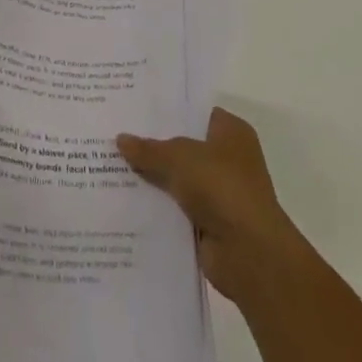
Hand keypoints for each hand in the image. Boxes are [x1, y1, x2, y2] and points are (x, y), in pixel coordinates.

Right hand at [118, 107, 322, 306]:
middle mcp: (229, 158)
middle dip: (153, 144)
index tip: (133, 108)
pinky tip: (126, 198)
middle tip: (115, 133)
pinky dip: (158, 206)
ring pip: (178, 178)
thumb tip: (120, 139)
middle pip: (183, 146)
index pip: (194, 111)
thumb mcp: (178, 157)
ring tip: (112, 164)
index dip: (165, 110)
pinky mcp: (210, 223)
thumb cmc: (221, 187)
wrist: (249, 253)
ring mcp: (220, 192)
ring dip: (153, 177)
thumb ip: (149, 149)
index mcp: (231, 131)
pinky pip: (177, 207)